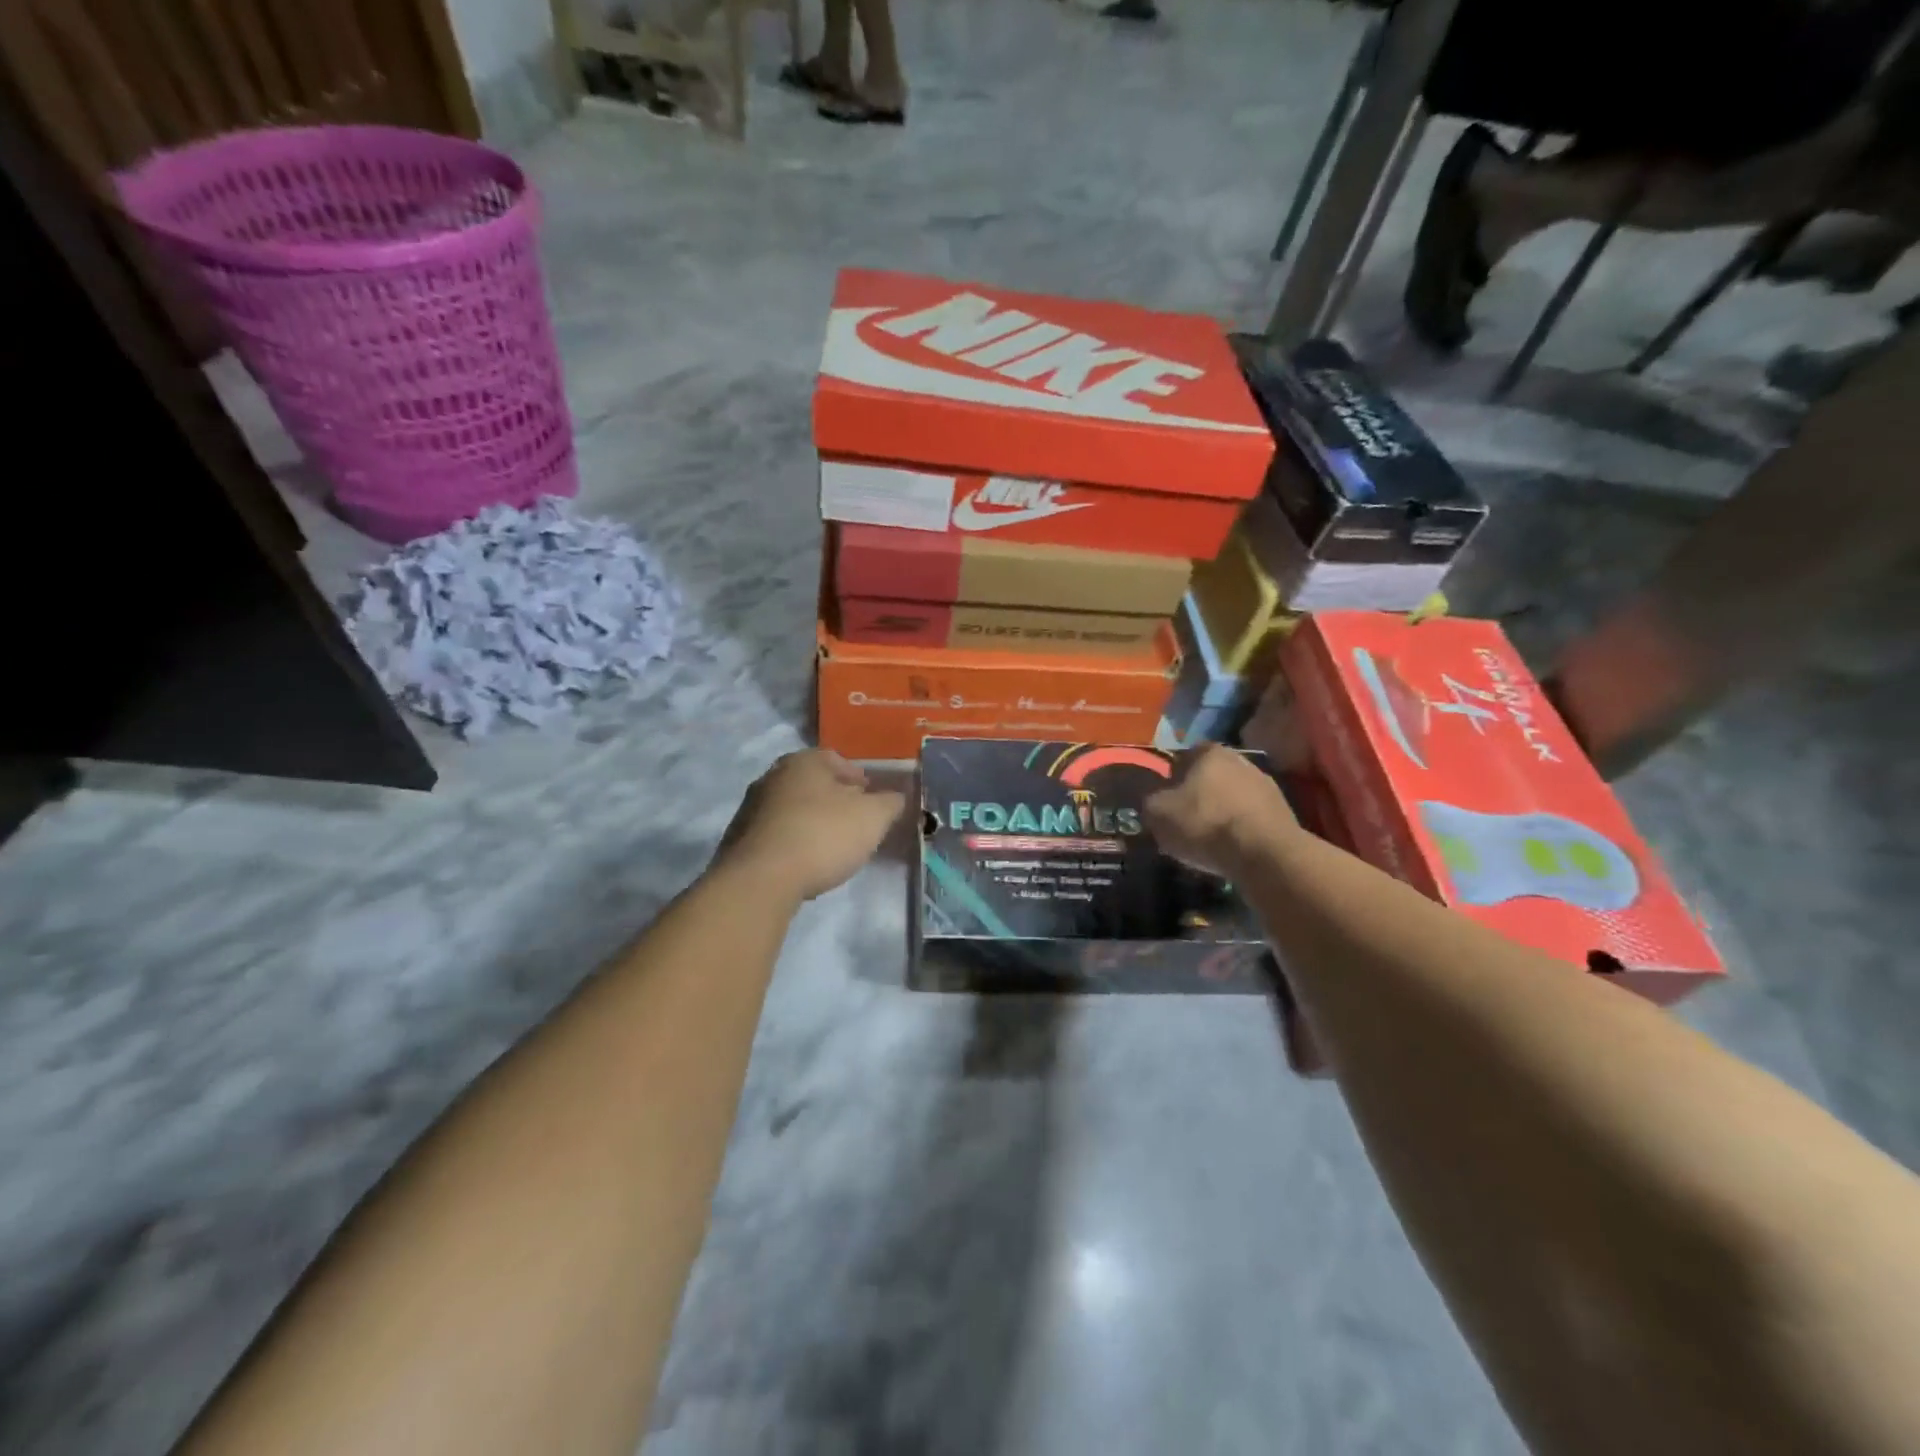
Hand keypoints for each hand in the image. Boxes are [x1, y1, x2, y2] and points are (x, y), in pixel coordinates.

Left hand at [713, 750, 904, 900]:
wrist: (761, 879)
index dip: (858, 778)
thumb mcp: (873, 817)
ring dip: (812, 822)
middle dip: (835, 800)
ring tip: (832, 846)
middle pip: (813, 784)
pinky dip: (793, 842)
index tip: (871, 799)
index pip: (836, 759)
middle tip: (855, 822)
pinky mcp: (739, 840)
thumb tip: (896, 797)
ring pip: (793, 809)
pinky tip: (805, 863)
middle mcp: (772, 776)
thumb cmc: (823, 835)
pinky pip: (776, 835)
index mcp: (803, 761)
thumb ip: (890, 803)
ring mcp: (751, 808)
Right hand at [1142, 743, 1297, 877]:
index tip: (1167, 801)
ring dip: (1222, 813)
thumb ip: (1150, 802)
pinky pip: (1252, 818)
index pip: (1186, 756)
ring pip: (1234, 797)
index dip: (1173, 778)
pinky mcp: (1284, 813)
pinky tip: (1232, 849)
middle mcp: (1242, 760)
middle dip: (1199, 795)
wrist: (1265, 854)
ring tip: (1209, 840)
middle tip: (1185, 820)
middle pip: (1212, 776)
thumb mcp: (1158, 813)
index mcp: (1211, 752)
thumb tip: (1155, 802)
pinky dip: (1241, 830)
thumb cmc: (1205, 824)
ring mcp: (1268, 786)